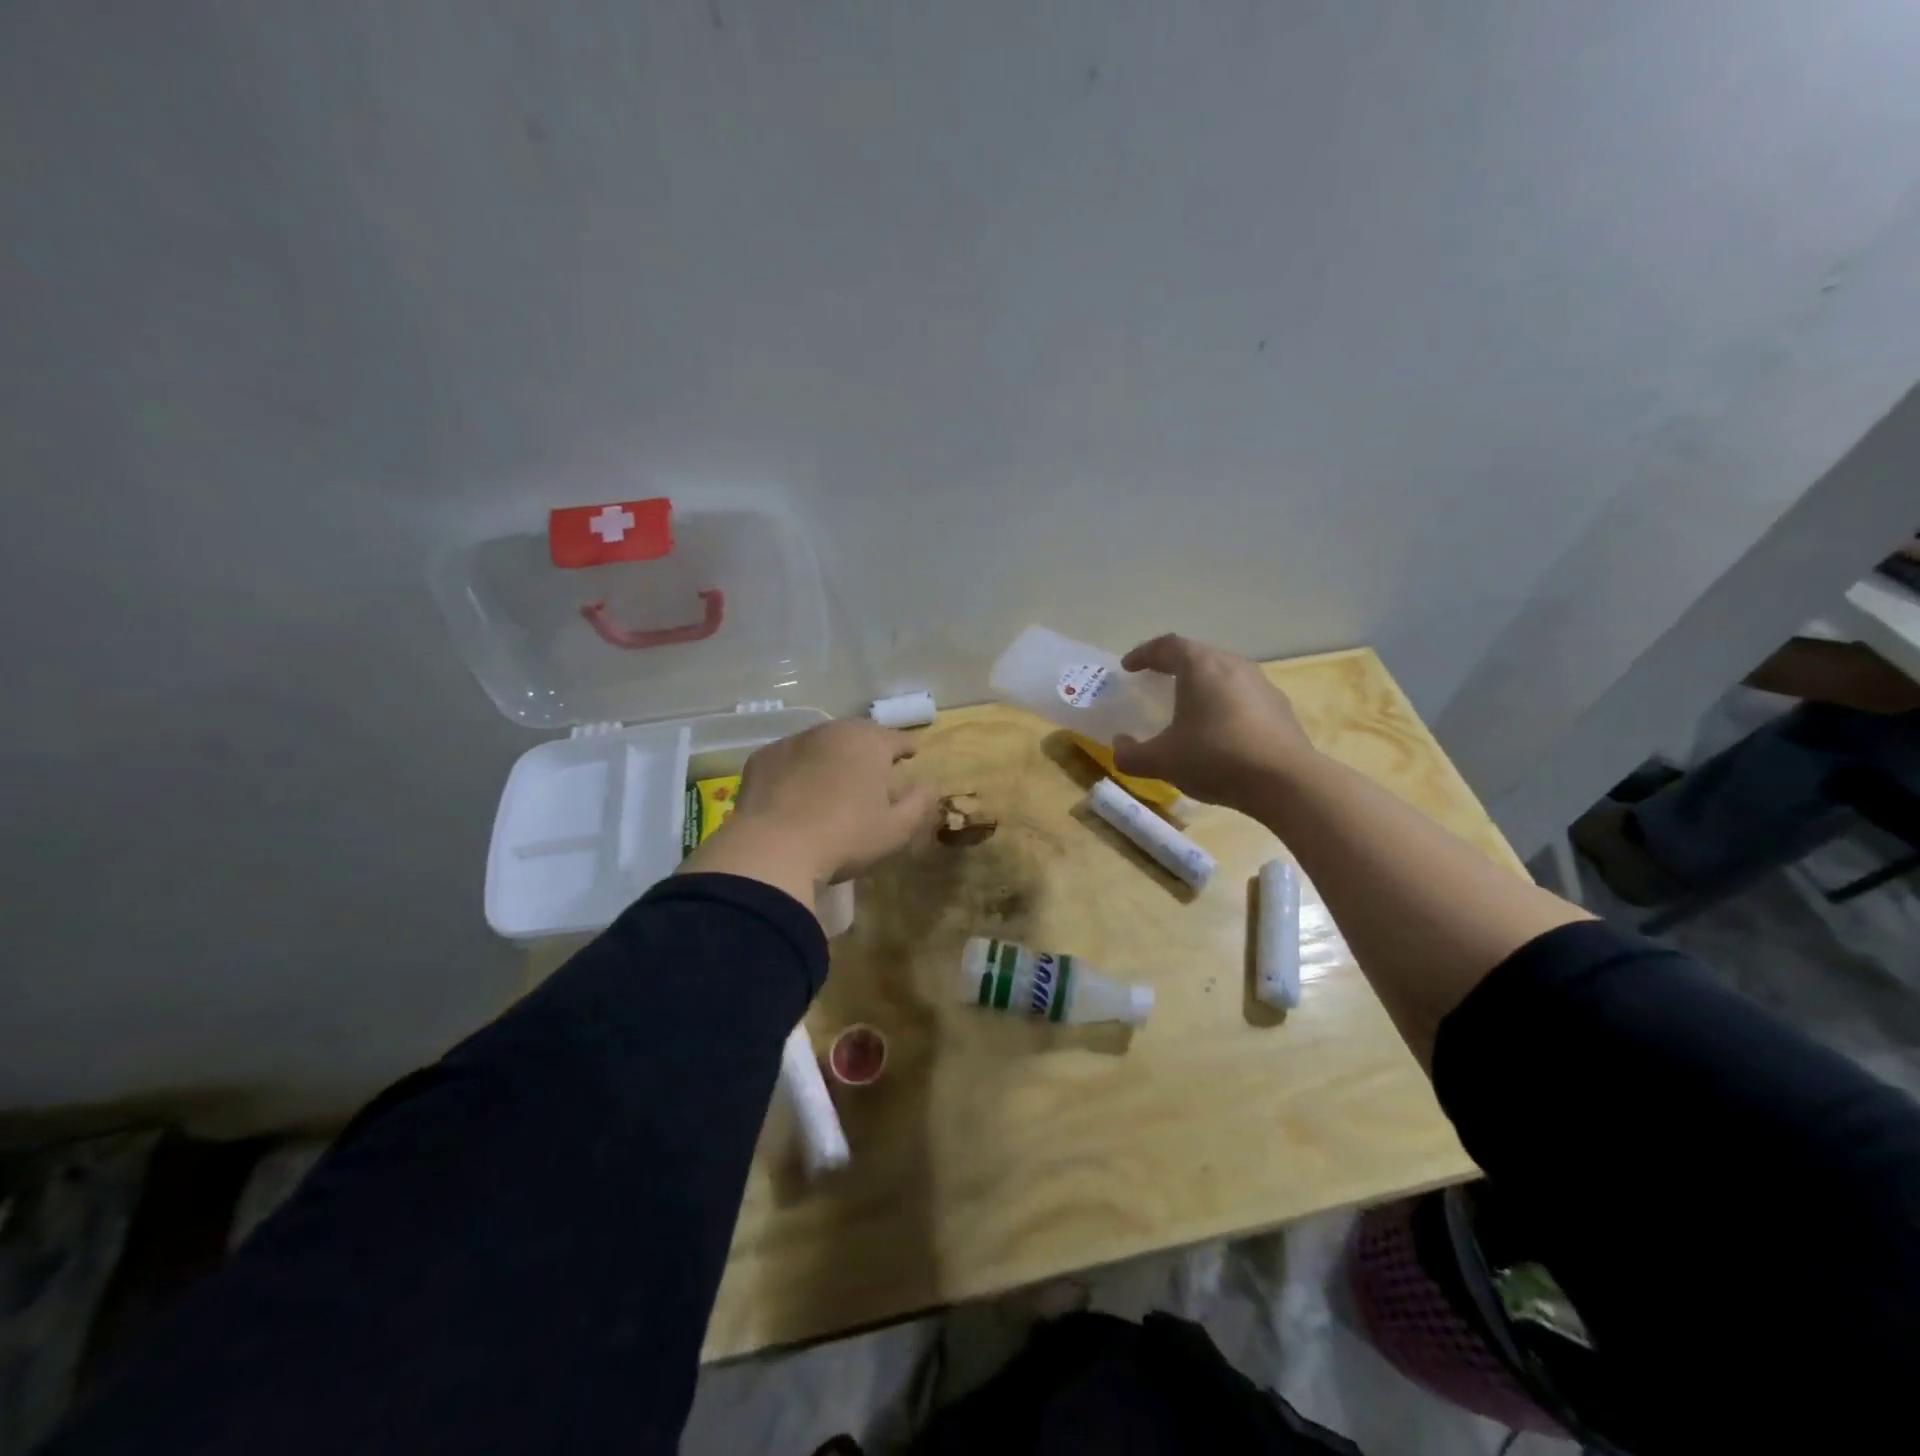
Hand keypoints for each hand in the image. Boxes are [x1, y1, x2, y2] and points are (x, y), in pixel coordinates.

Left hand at [680, 720, 933, 908]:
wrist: (772, 849)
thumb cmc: (845, 837)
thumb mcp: (896, 829)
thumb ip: (920, 802)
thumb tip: (928, 784)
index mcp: (869, 742)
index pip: (896, 738)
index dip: (906, 747)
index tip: (911, 754)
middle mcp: (832, 731)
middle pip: (858, 733)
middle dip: (869, 747)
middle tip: (874, 766)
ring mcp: (792, 741)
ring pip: (821, 743)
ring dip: (832, 756)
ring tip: (835, 779)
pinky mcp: (762, 758)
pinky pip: (790, 759)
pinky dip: (798, 769)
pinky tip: (797, 792)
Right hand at [1111, 634, 1315, 810]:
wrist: (1286, 782)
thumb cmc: (1215, 758)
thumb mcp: (1161, 761)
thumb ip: (1131, 754)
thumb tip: (1119, 746)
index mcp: (1201, 666)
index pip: (1167, 645)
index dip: (1144, 653)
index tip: (1129, 667)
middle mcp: (1233, 666)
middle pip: (1198, 655)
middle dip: (1174, 666)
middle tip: (1157, 680)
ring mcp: (1262, 685)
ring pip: (1224, 675)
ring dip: (1203, 685)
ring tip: (1189, 706)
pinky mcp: (1280, 709)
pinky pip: (1244, 697)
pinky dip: (1225, 705)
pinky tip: (1221, 731)